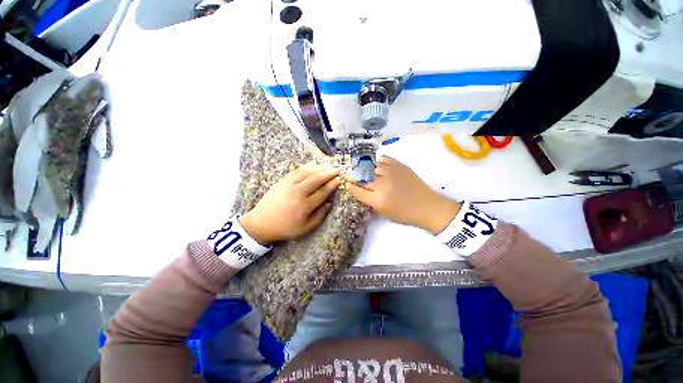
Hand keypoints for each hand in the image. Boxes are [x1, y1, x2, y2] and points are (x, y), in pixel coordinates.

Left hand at [239, 163, 340, 244]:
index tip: (339, 179)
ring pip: (307, 172)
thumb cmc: (285, 227)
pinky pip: (297, 171)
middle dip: (329, 173)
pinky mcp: (282, 181)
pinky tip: (313, 165)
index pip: (323, 192)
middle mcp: (298, 193)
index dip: (332, 184)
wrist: (262, 223)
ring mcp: (289, 185)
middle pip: (316, 179)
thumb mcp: (305, 229)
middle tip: (337, 169)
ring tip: (328, 166)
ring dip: (319, 168)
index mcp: (305, 206)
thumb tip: (329, 203)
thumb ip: (319, 216)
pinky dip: (307, 166)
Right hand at [346, 156, 460, 234]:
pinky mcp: (400, 166)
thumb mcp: (384, 213)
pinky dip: (377, 160)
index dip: (350, 186)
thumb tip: (360, 190)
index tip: (347, 184)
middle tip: (350, 174)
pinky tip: (375, 163)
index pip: (357, 190)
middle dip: (353, 175)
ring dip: (363, 167)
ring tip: (360, 167)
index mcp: (378, 200)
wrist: (427, 206)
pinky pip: (384, 159)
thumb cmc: (405, 214)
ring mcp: (391, 173)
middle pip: (362, 177)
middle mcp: (382, 184)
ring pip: (371, 166)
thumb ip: (370, 201)